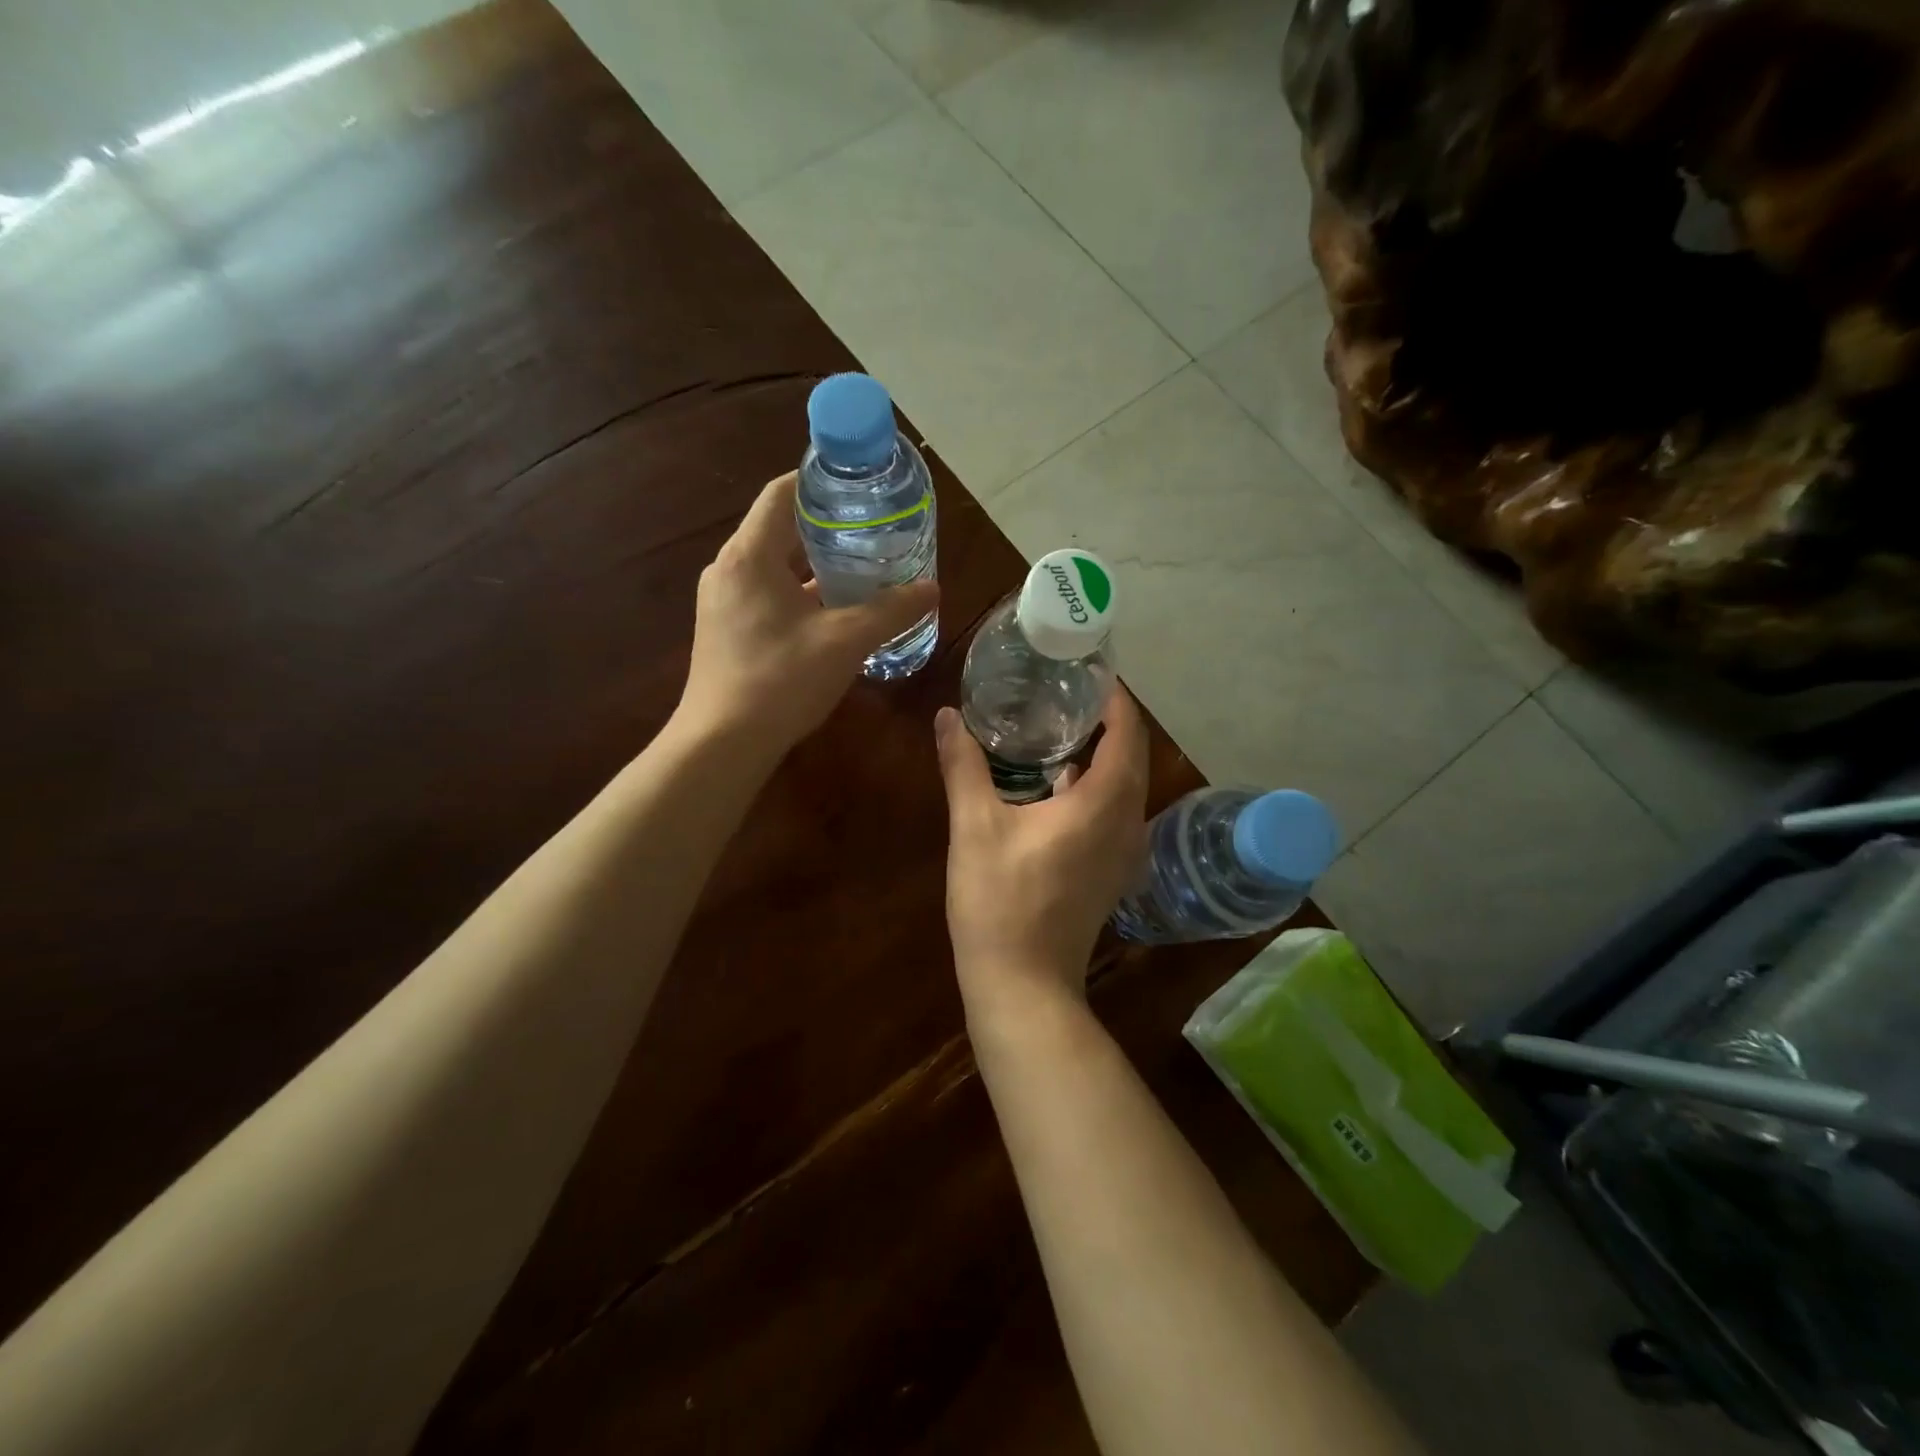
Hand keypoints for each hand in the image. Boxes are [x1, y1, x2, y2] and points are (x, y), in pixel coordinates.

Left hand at [680, 473, 938, 757]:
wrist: (722, 743)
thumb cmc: (781, 681)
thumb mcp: (846, 642)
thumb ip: (891, 611)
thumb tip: (932, 588)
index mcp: (750, 555)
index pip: (783, 493)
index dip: (821, 482)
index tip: (861, 486)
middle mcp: (730, 569)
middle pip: (780, 528)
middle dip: (828, 527)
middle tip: (874, 529)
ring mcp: (724, 601)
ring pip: (775, 565)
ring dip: (816, 564)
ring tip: (863, 568)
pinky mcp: (726, 629)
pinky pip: (768, 594)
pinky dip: (800, 592)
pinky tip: (835, 612)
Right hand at [934, 686, 1149, 1016]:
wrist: (1023, 983)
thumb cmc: (1000, 901)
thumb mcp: (974, 827)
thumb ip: (963, 765)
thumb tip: (947, 715)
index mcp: (1102, 805)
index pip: (1127, 733)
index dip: (1114, 698)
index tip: (1090, 671)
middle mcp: (1127, 824)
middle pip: (1132, 758)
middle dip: (1110, 721)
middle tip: (1070, 691)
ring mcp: (1124, 853)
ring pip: (1127, 788)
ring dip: (1105, 754)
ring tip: (1065, 726)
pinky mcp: (1112, 873)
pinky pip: (1116, 813)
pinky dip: (1098, 787)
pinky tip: (1059, 781)